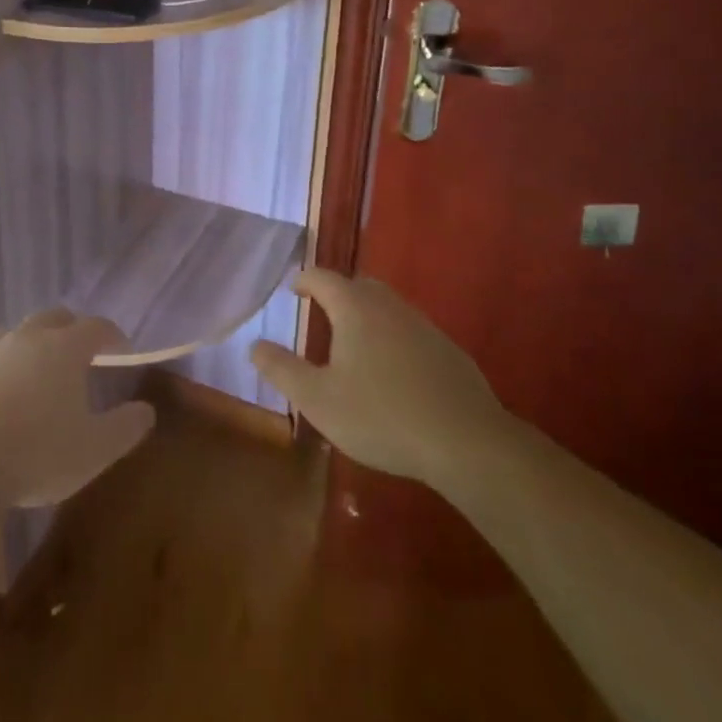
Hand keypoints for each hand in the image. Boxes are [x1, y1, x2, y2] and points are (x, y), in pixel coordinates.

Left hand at [0, 309, 155, 508]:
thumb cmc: (38, 452)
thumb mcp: (95, 450)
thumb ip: (126, 427)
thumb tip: (145, 410)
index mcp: (65, 347)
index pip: (97, 326)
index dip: (113, 335)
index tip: (123, 350)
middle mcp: (28, 337)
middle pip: (55, 318)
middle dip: (72, 330)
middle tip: (82, 355)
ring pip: (19, 334)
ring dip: (34, 345)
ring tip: (41, 372)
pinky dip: (2, 370)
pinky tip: (1, 397)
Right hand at [250, 270, 518, 486]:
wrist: (467, 443)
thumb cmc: (382, 416)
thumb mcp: (317, 399)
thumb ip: (282, 369)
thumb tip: (254, 345)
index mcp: (354, 308)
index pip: (322, 277)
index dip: (304, 280)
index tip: (293, 290)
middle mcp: (389, 306)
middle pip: (358, 285)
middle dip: (337, 293)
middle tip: (322, 312)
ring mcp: (424, 327)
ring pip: (388, 307)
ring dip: (367, 315)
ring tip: (354, 343)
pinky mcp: (449, 352)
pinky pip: (411, 332)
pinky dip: (394, 339)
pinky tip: (394, 372)